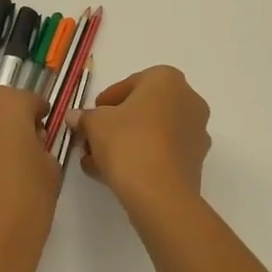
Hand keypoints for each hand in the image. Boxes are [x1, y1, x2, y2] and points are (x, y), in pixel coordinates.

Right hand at [75, 66, 210, 210]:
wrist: (159, 192)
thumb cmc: (128, 142)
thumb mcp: (95, 124)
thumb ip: (84, 117)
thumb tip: (75, 117)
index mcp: (167, 79)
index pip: (130, 83)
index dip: (105, 101)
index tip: (91, 117)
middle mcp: (189, 99)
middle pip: (144, 109)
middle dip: (116, 124)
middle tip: (93, 139)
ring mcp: (197, 131)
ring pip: (153, 132)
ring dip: (126, 143)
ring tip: (98, 162)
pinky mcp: (196, 160)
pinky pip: (163, 152)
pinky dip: (141, 158)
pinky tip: (115, 174)